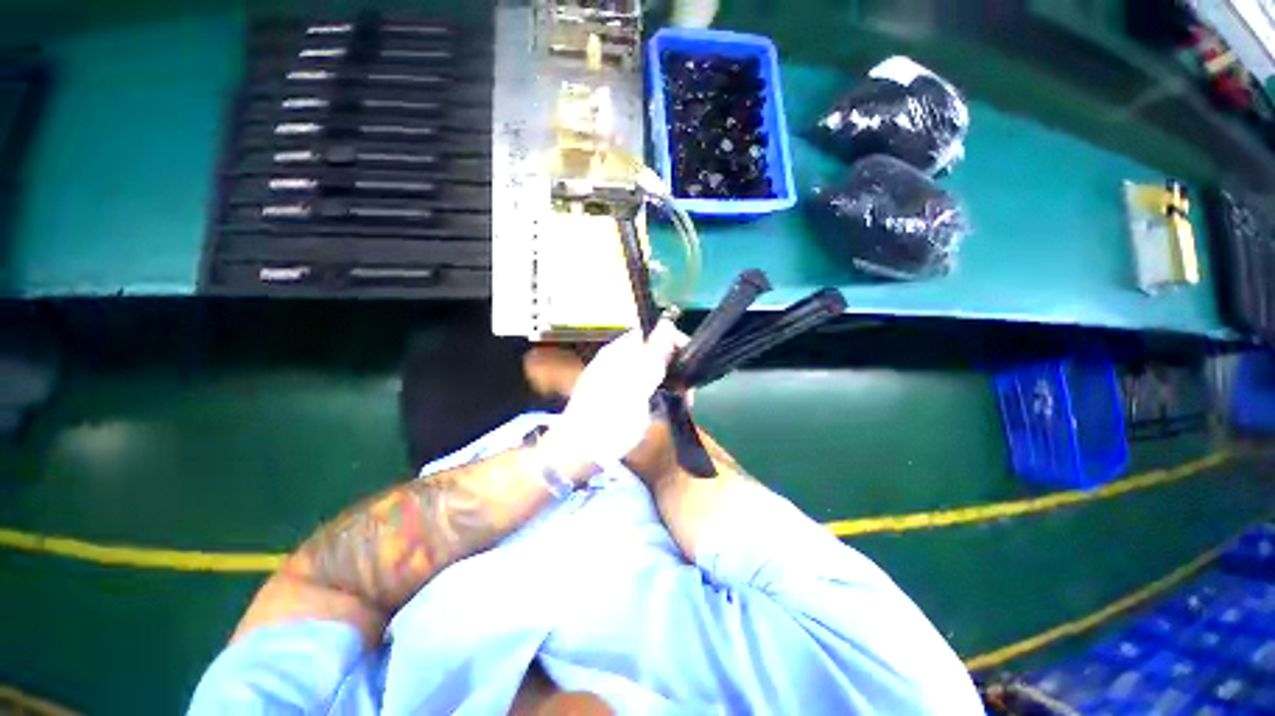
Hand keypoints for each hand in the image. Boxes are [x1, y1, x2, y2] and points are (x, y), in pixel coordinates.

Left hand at [536, 319, 680, 482]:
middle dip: (674, 369)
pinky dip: (658, 399)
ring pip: (653, 374)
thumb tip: (668, 323)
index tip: (691, 363)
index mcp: (619, 353)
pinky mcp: (620, 399)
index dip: (673, 342)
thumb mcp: (635, 387)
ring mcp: (619, 381)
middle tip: (687, 392)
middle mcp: (619, 362)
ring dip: (669, 386)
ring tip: (681, 405)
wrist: (577, 453)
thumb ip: (652, 356)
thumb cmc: (607, 419)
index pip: (652, 334)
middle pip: (654, 355)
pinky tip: (663, 412)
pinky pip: (646, 391)